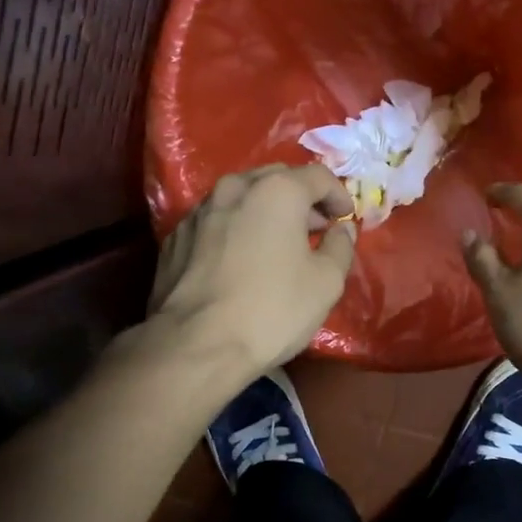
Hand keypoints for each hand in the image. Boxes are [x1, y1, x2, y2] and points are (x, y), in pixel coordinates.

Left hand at [149, 164, 357, 380]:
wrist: (195, 345)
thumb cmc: (272, 310)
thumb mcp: (326, 283)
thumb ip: (340, 247)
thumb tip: (341, 229)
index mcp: (276, 191)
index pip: (318, 176)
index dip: (339, 195)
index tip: (345, 219)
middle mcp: (234, 188)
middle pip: (277, 179)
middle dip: (301, 198)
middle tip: (315, 228)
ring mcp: (199, 211)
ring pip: (242, 197)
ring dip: (265, 212)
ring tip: (278, 243)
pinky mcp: (176, 237)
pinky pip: (216, 221)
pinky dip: (236, 229)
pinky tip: (241, 260)